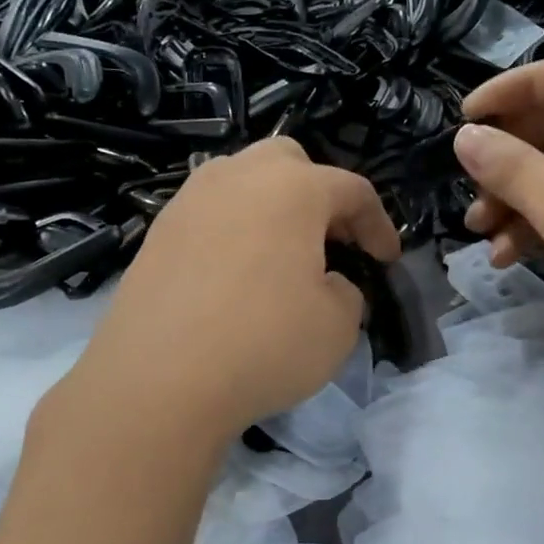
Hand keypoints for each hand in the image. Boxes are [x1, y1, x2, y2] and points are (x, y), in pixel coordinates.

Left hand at [77, 137, 402, 438]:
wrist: (158, 381)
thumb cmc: (264, 344)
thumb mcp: (338, 326)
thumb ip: (346, 291)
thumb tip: (326, 283)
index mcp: (292, 188)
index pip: (352, 190)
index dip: (378, 225)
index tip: (386, 260)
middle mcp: (237, 177)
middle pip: (289, 163)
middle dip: (318, 194)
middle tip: (329, 243)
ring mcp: (189, 201)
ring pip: (241, 182)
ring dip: (270, 208)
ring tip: (280, 255)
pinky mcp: (157, 233)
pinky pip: (208, 215)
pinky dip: (232, 232)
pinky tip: (234, 276)